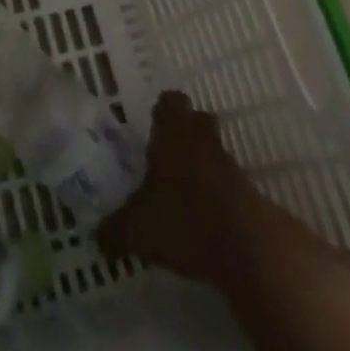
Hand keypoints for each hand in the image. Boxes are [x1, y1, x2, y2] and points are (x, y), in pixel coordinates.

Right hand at [98, 91, 265, 290]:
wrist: (249, 248)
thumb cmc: (184, 218)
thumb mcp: (137, 229)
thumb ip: (115, 230)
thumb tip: (98, 237)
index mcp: (173, 131)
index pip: (169, 101)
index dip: (161, 112)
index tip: (152, 129)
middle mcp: (202, 138)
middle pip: (197, 121)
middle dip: (185, 135)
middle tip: (167, 158)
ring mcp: (230, 165)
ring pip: (214, 153)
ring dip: (203, 168)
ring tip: (184, 197)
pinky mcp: (251, 196)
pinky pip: (230, 186)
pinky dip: (218, 198)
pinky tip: (205, 223)